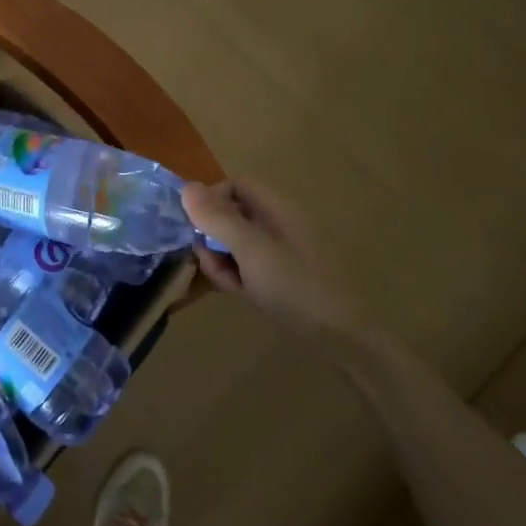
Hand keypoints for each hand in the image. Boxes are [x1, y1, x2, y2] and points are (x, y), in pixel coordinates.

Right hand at [181, 178, 367, 343]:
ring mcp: (279, 252)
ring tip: (225, 282)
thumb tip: (186, 187)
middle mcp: (278, 224)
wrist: (340, 339)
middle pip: (231, 214)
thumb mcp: (251, 250)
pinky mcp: (278, 276)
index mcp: (278, 209)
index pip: (236, 186)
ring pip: (234, 242)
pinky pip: (245, 264)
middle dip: (212, 235)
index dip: (212, 198)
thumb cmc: (295, 286)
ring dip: (220, 257)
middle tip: (208, 259)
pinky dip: (234, 274)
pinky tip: (237, 291)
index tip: (197, 225)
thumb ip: (218, 218)